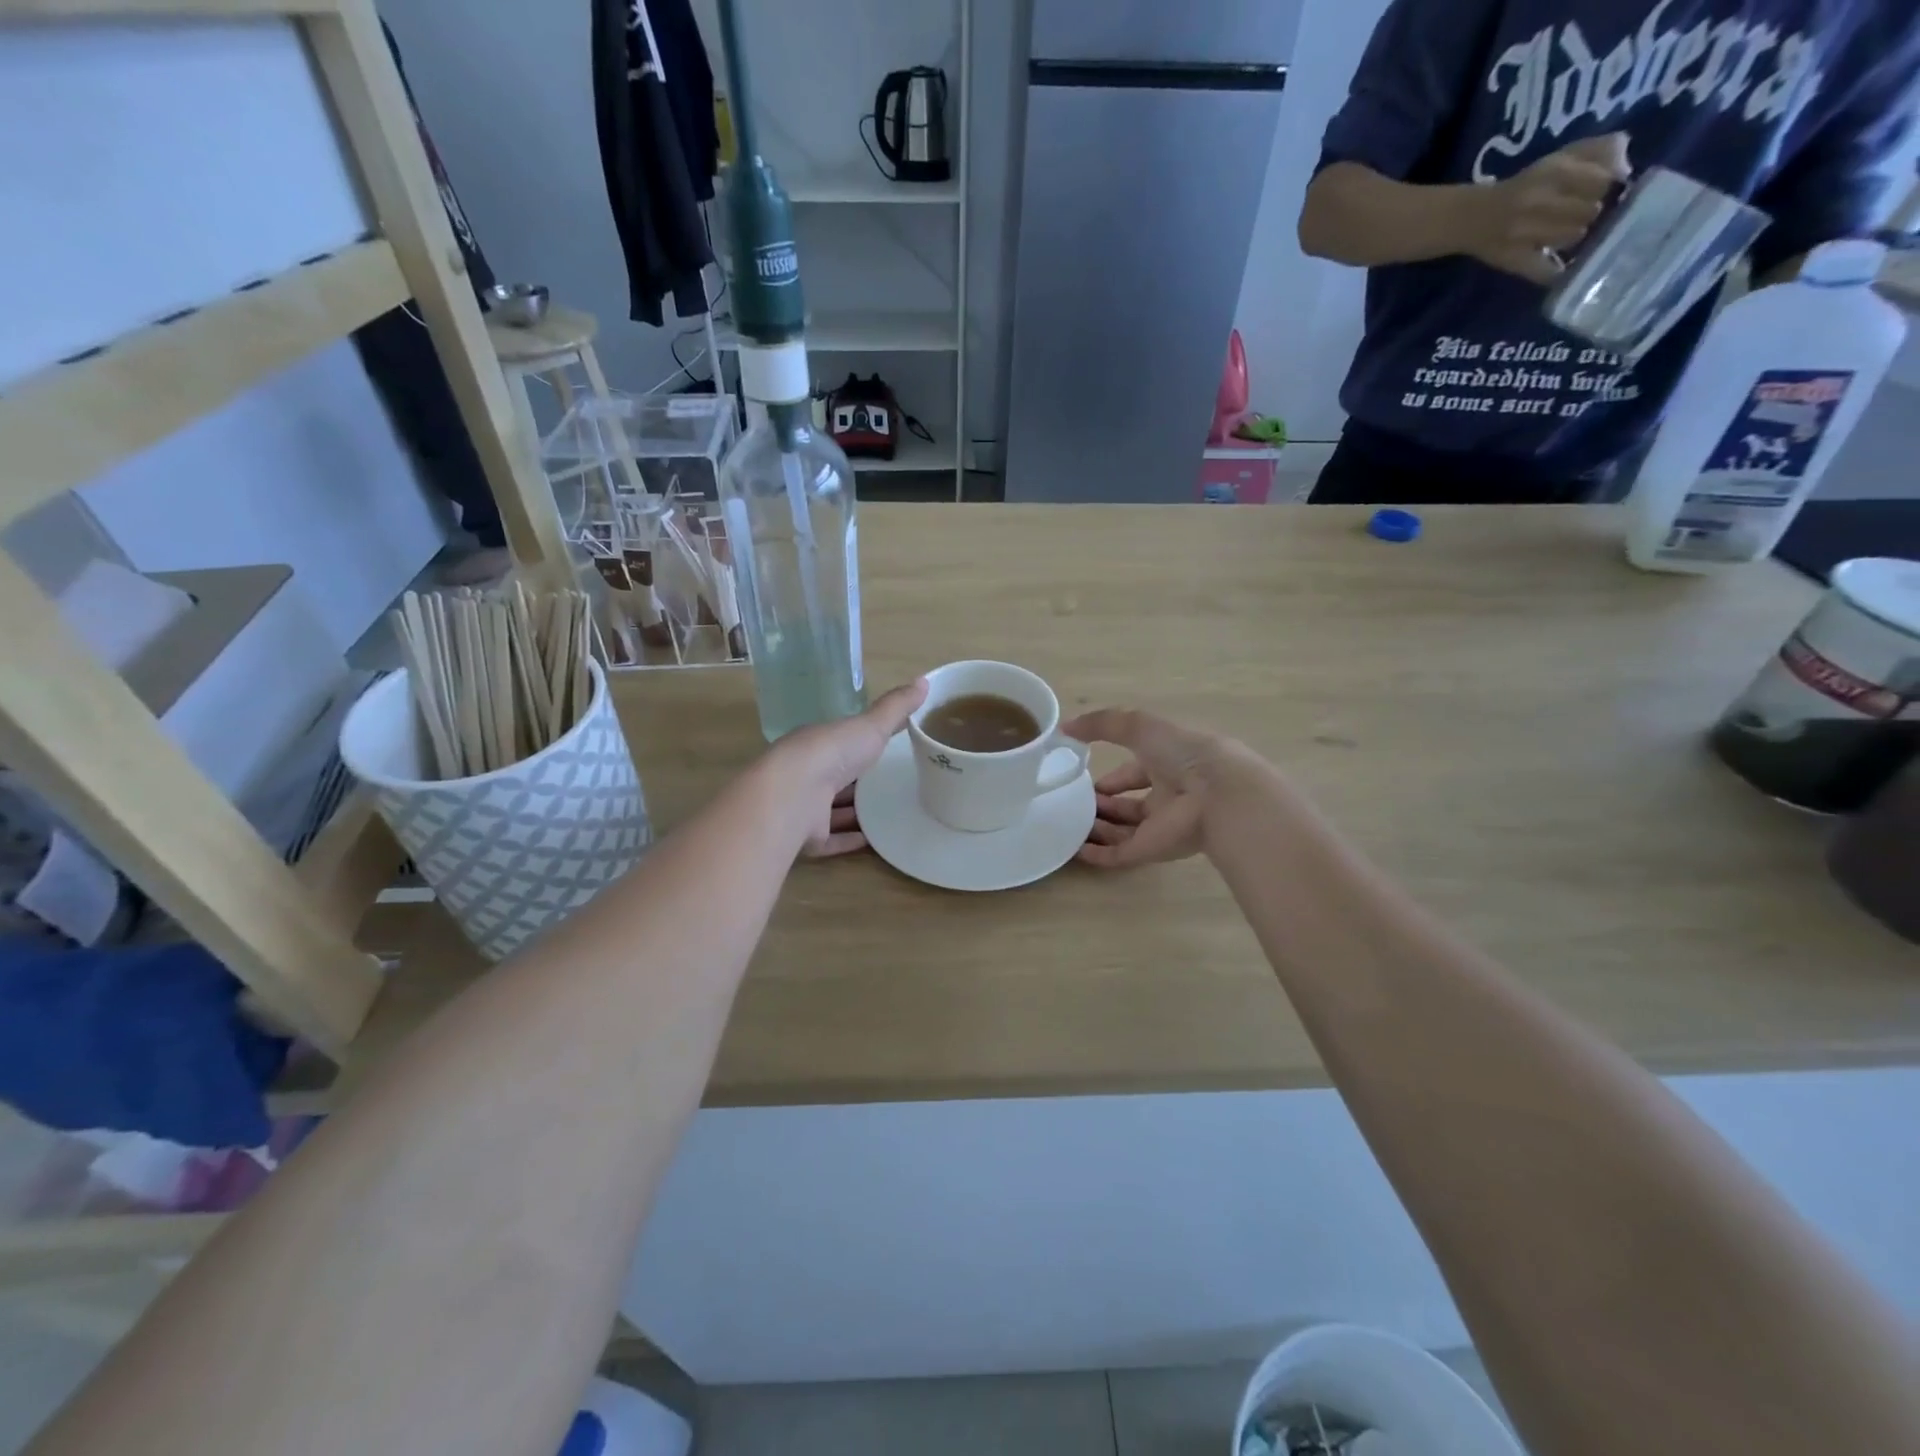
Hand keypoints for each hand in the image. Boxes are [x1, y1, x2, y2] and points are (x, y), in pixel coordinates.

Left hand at [768, 679, 928, 857]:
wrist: (794, 795)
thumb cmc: (832, 752)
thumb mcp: (871, 725)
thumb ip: (896, 708)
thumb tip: (924, 681)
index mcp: (818, 744)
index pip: (840, 742)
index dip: (860, 743)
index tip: (884, 746)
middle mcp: (807, 774)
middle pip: (834, 777)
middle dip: (856, 780)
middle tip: (890, 783)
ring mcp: (805, 808)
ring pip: (831, 810)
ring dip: (854, 812)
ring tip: (888, 813)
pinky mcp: (808, 837)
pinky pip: (832, 840)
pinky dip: (850, 839)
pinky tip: (874, 840)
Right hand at [1063, 708, 1250, 869]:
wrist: (1217, 796)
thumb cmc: (1183, 753)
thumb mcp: (1140, 726)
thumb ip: (1102, 723)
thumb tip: (1065, 728)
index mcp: (1170, 764)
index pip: (1137, 772)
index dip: (1113, 776)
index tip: (1084, 776)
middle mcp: (1168, 796)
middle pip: (1130, 804)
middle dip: (1104, 803)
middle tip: (1073, 803)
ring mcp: (1160, 826)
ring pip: (1124, 830)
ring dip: (1098, 827)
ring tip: (1067, 823)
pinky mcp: (1152, 851)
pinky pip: (1120, 855)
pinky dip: (1097, 854)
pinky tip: (1074, 849)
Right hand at [1463, 133, 1629, 285]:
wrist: (1474, 218)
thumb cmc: (1526, 186)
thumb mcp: (1561, 157)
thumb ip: (1600, 151)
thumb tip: (1626, 168)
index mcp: (1554, 172)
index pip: (1603, 181)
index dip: (1609, 188)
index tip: (1604, 192)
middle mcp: (1538, 203)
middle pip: (1590, 211)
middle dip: (1592, 213)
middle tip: (1585, 216)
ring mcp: (1524, 236)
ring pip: (1573, 237)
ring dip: (1576, 237)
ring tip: (1568, 235)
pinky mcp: (1515, 263)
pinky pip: (1547, 272)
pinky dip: (1559, 274)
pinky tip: (1565, 270)